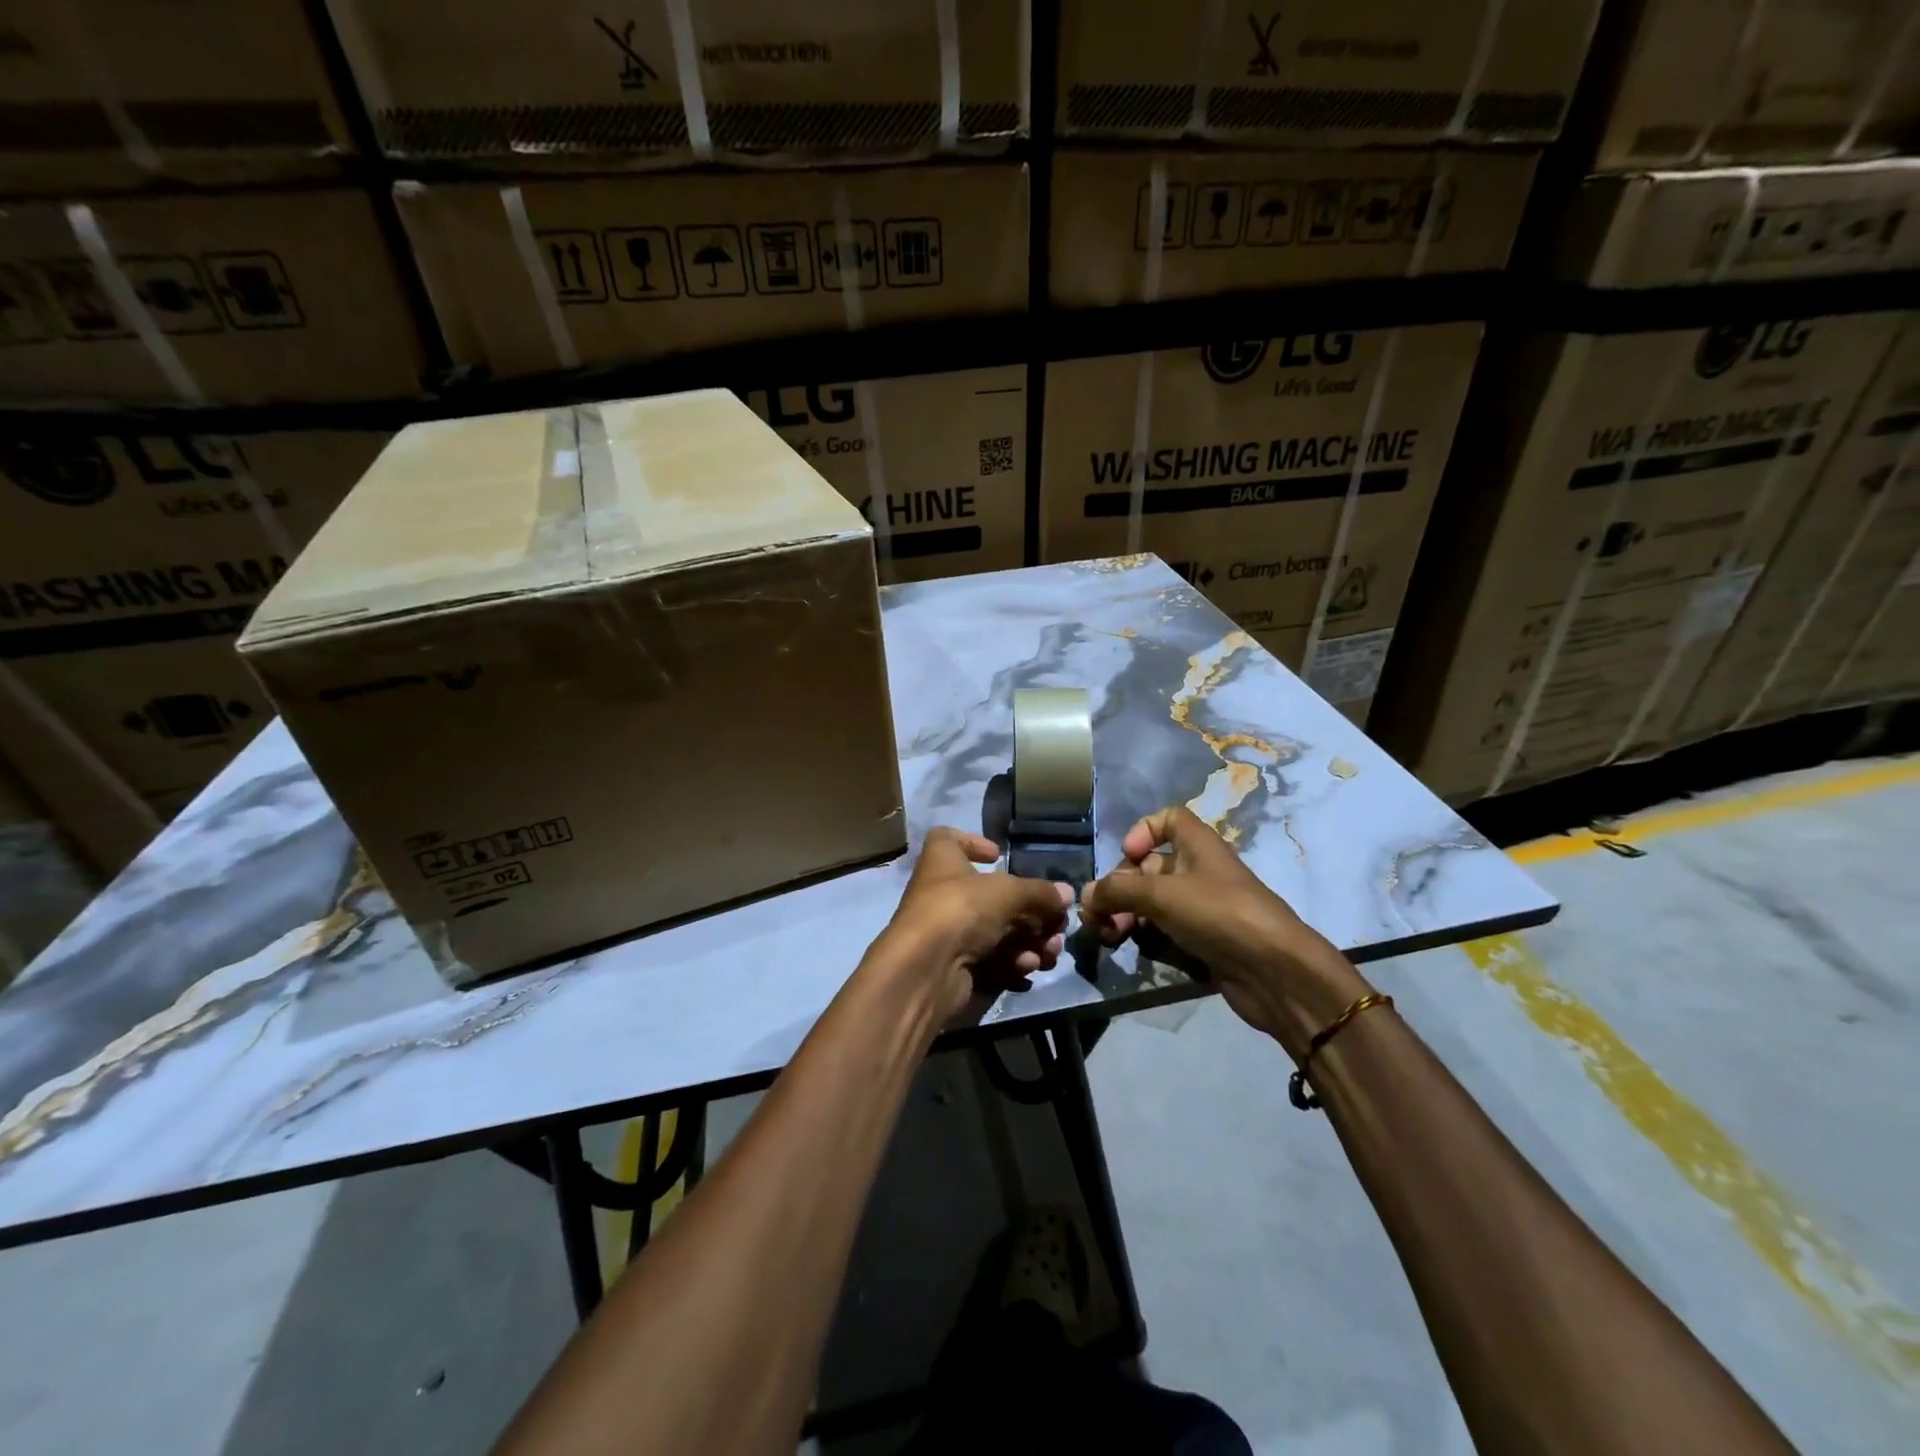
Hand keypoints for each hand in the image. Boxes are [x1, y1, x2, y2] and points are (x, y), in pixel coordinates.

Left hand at [873, 828, 1073, 1019]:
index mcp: (942, 861)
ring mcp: (948, 932)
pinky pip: (991, 959)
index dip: (973, 843)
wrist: (926, 970)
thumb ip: (1040, 893)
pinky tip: (1030, 968)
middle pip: (991, 896)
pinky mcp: (955, 966)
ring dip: (1029, 941)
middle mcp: (942, 893)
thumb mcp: (1009, 892)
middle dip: (1030, 911)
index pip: (949, 840)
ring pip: (997, 932)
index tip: (999, 856)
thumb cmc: (961, 909)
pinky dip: (1012, 962)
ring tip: (1051, 952)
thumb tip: (1067, 894)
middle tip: (1056, 925)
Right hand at [1081, 807, 1369, 1054]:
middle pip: (1149, 868)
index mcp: (1197, 845)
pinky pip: (1164, 932)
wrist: (1275, 973)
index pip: (1168, 820)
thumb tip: (1085, 896)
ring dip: (1125, 917)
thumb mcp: (1161, 894)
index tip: (1127, 855)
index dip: (1143, 831)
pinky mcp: (1202, 942)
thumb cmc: (1219, 914)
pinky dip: (1145, 938)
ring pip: (1152, 904)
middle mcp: (1198, 872)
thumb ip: (1117, 892)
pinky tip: (1135, 951)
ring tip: (1109, 937)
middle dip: (1119, 889)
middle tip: (1099, 916)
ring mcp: (1201, 909)